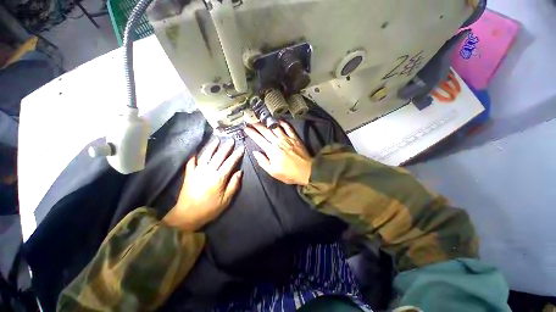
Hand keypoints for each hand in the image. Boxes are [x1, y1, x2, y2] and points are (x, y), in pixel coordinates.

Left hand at [163, 139, 244, 230]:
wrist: (187, 215)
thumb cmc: (210, 209)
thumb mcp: (226, 200)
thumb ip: (234, 184)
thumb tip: (240, 172)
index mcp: (219, 178)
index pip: (230, 163)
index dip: (236, 155)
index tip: (241, 148)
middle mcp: (208, 172)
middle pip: (219, 156)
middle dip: (226, 147)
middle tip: (231, 140)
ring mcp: (197, 172)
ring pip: (206, 156)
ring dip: (212, 147)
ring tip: (217, 140)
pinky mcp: (189, 174)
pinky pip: (191, 162)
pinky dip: (194, 155)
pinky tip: (197, 150)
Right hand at [245, 121, 311, 185]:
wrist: (306, 171)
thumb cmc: (289, 173)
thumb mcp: (273, 172)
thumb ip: (263, 161)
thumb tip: (256, 152)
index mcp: (271, 150)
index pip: (259, 139)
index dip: (251, 133)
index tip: (246, 128)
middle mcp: (278, 141)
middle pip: (266, 131)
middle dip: (257, 125)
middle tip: (251, 120)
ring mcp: (287, 138)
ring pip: (276, 127)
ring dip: (268, 122)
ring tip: (262, 118)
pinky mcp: (295, 138)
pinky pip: (288, 128)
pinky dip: (283, 123)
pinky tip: (279, 121)